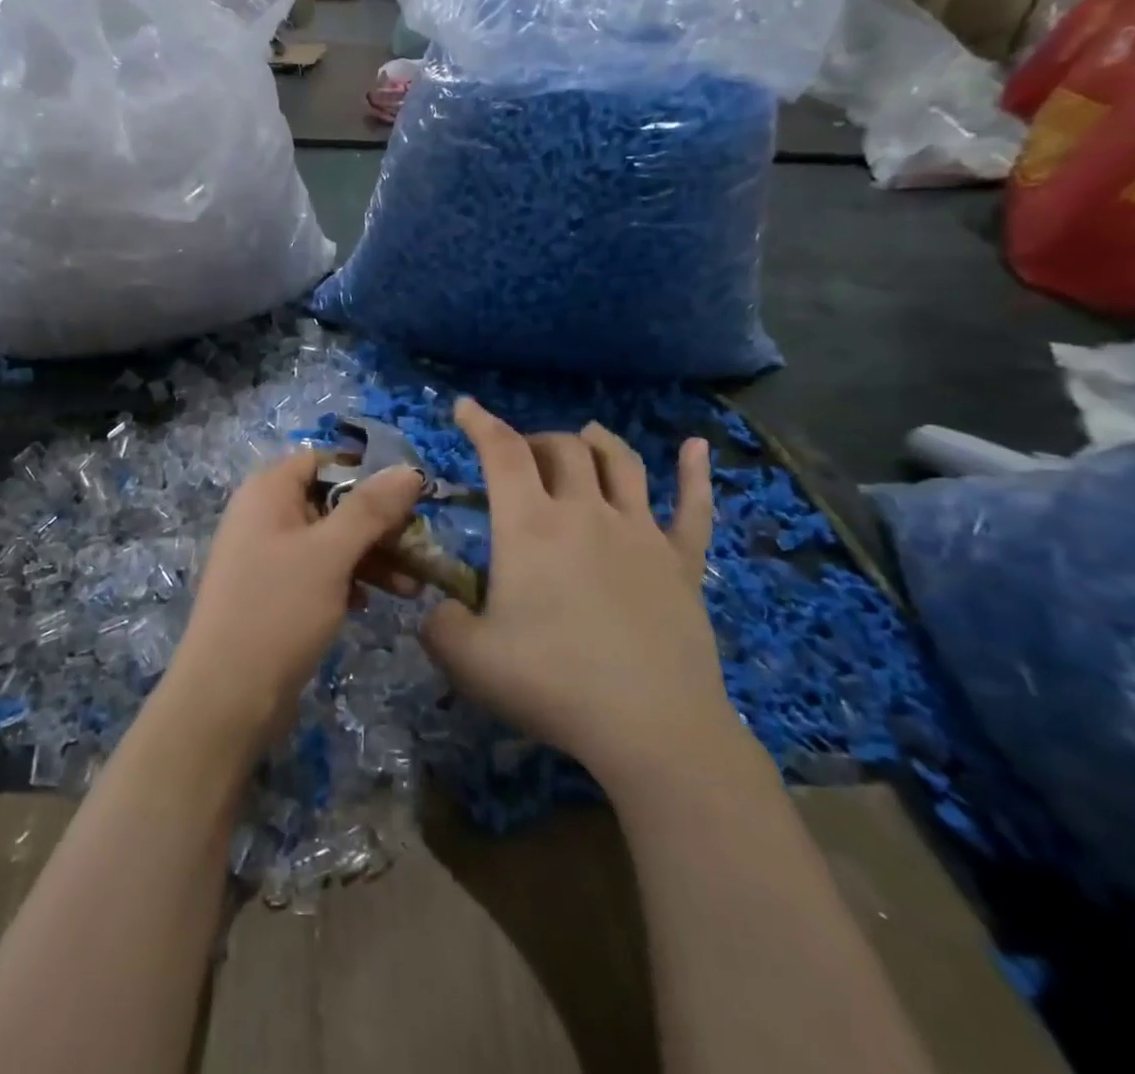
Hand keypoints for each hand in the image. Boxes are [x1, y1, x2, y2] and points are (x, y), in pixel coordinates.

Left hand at [164, 452, 425, 755]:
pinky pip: (318, 572)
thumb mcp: (330, 554)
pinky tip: (370, 604)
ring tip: (412, 588)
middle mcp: (264, 515)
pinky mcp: (273, 593)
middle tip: (419, 547)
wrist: (226, 696)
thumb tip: (409, 470)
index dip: (365, 474)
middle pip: (330, 501)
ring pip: (329, 541)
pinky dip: (347, 580)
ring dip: (370, 557)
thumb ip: (370, 509)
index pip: (322, 461)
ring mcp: (266, 556)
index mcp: (268, 491)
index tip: (408, 497)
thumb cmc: (278, 609)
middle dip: (377, 524)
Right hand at [421, 399, 744, 784]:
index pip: (502, 452)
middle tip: (520, 457)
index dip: (480, 422)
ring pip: (620, 463)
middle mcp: (586, 512)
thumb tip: (438, 610)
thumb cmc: (552, 684)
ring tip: (584, 435)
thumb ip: (439, 625)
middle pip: (562, 449)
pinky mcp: (681, 562)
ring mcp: (640, 532)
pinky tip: (696, 446)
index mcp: (531, 525)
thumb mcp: (467, 659)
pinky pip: (693, 507)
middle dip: (535, 440)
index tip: (465, 406)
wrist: (651, 727)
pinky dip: (694, 473)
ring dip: (597, 442)